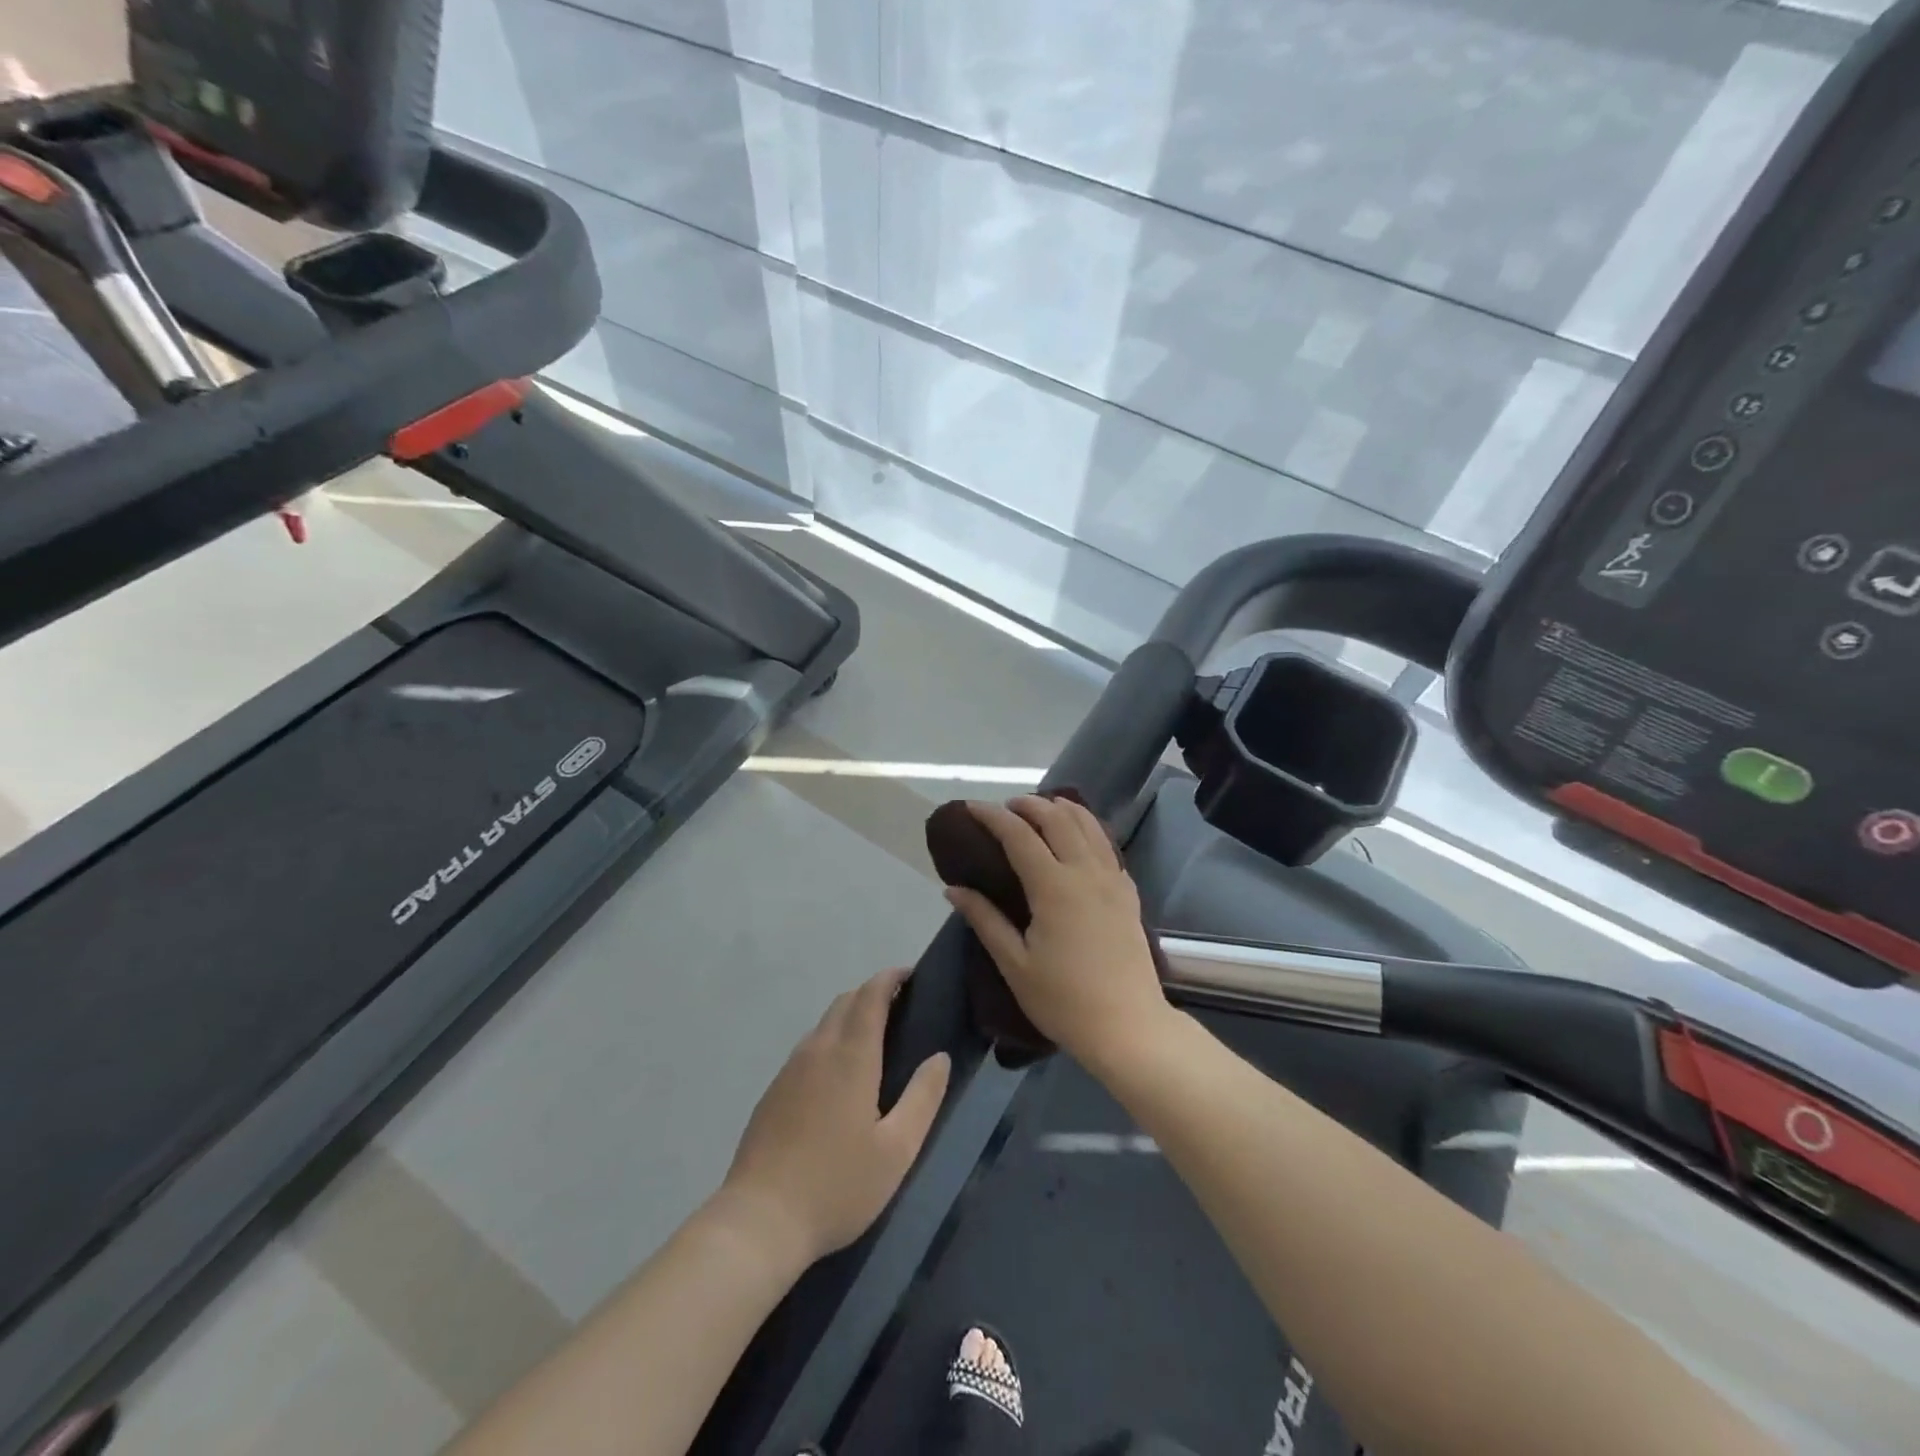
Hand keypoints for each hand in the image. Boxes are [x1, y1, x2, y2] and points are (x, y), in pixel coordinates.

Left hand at [716, 970, 949, 1268]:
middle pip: (845, 1002)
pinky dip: (830, 1041)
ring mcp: (789, 1070)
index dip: (890, 978)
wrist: (759, 1222)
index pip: (870, 996)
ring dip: (850, 1017)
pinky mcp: (773, 1092)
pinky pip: (807, 1049)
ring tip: (875, 1040)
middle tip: (901, 1008)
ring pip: (823, 1024)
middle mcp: (817, 1050)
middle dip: (872, 994)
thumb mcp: (897, 1149)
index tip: (910, 975)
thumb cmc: (837, 1185)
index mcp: (851, 1056)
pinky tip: (839, 1077)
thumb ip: (923, 1097)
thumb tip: (939, 1057)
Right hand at [945, 796, 1171, 1070]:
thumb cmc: (1064, 1001)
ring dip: (1062, 809)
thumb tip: (953, 888)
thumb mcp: (1014, 964)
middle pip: (1058, 819)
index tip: (971, 808)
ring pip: (1089, 826)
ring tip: (1042, 808)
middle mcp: (1086, 872)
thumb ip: (985, 919)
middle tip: (1005, 808)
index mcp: (1054, 887)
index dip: (992, 816)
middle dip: (1029, 804)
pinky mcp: (1129, 894)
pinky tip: (1080, 838)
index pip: (1019, 835)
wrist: (1129, 1027)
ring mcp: (1113, 880)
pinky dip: (1089, 829)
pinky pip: (1107, 846)